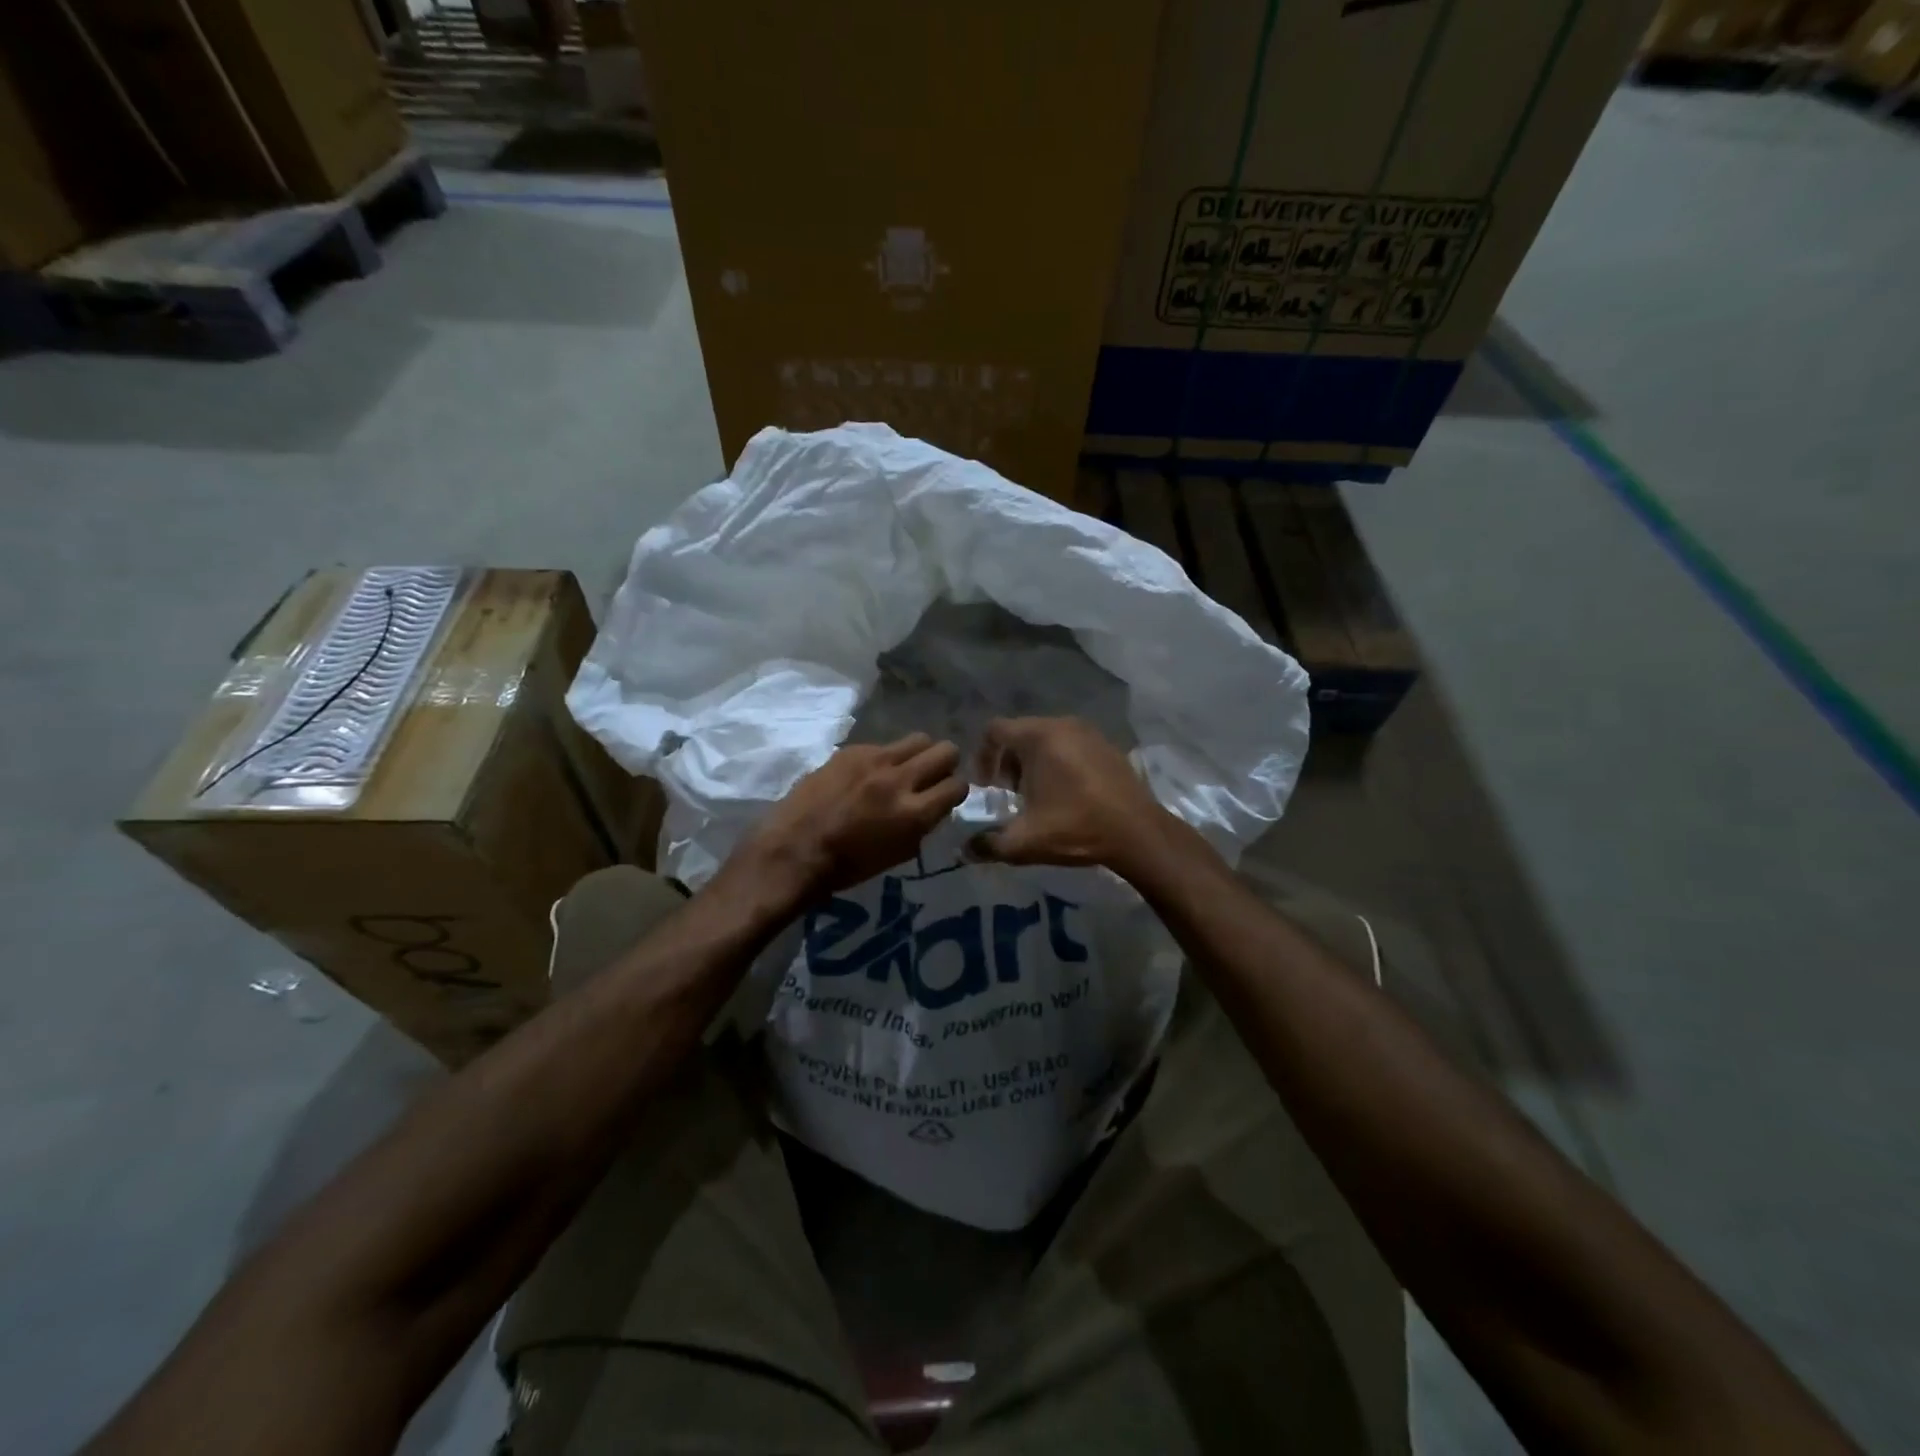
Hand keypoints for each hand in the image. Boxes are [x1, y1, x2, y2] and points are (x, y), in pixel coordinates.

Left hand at [737, 734, 968, 901]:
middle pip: (946, 751)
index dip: (956, 791)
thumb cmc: (847, 865)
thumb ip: (922, 825)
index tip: (946, 796)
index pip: (958, 786)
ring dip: (919, 754)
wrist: (795, 850)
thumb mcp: (899, 854)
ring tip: (904, 770)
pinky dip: (884, 758)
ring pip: (919, 739)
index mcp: (914, 814)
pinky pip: (883, 745)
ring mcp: (875, 760)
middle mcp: (900, 780)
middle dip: (945, 764)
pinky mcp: (851, 751)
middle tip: (931, 777)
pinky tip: (867, 775)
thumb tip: (932, 805)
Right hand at [969, 717, 1173, 872]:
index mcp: (1038, 737)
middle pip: (1020, 734)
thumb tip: (966, 850)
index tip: (988, 788)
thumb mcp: (1025, 842)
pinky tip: (1068, 795)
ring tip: (1039, 797)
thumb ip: (988, 844)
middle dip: (1009, 763)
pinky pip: (1071, 745)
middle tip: (1012, 795)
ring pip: (1047, 739)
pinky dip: (1060, 762)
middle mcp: (1062, 724)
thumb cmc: (1076, 828)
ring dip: (1034, 763)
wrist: (1138, 833)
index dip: (983, 757)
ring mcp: (1089, 732)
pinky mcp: (1108, 745)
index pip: (994, 730)